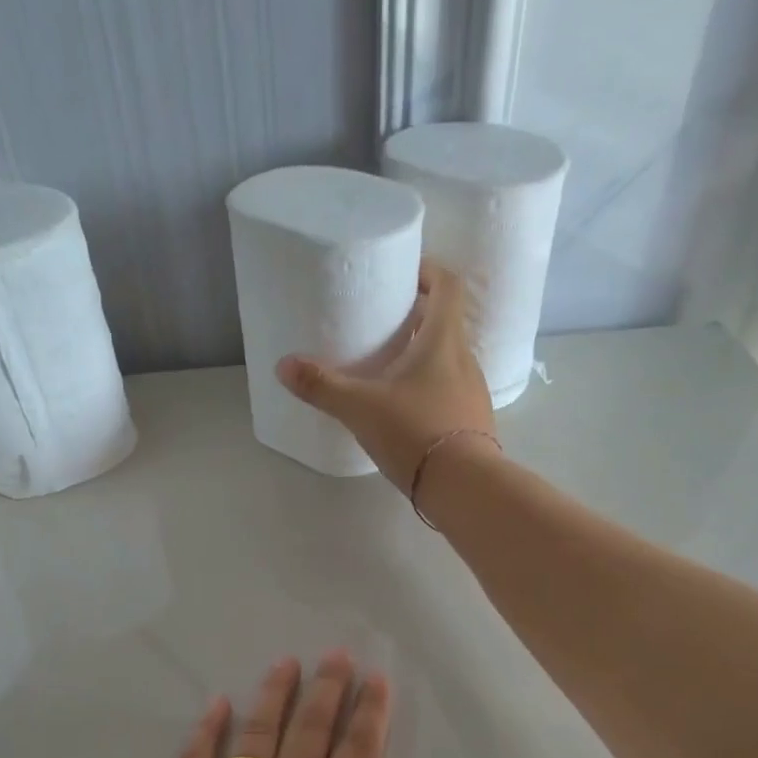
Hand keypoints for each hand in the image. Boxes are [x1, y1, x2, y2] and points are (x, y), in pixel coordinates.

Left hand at [141, 653, 448, 757]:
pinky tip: (217, 706)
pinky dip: (206, 734)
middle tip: (336, 655)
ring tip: (287, 663)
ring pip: (255, 739)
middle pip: (308, 734)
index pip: (357, 754)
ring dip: (273, 697)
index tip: (377, 678)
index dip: (369, 713)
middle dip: (327, 690)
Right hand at [277, 262, 495, 493]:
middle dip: (419, 316)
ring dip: (425, 355)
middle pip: (447, 323)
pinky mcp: (473, 423)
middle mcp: (465, 360)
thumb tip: (283, 366)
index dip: (428, 271)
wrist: (463, 486)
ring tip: (391, 367)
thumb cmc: (415, 432)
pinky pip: (451, 392)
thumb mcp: (360, 408)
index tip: (404, 272)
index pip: (447, 285)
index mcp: (443, 341)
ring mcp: (474, 393)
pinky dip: (431, 388)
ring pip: (449, 360)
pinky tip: (407, 408)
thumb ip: (322, 386)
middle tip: (386, 322)